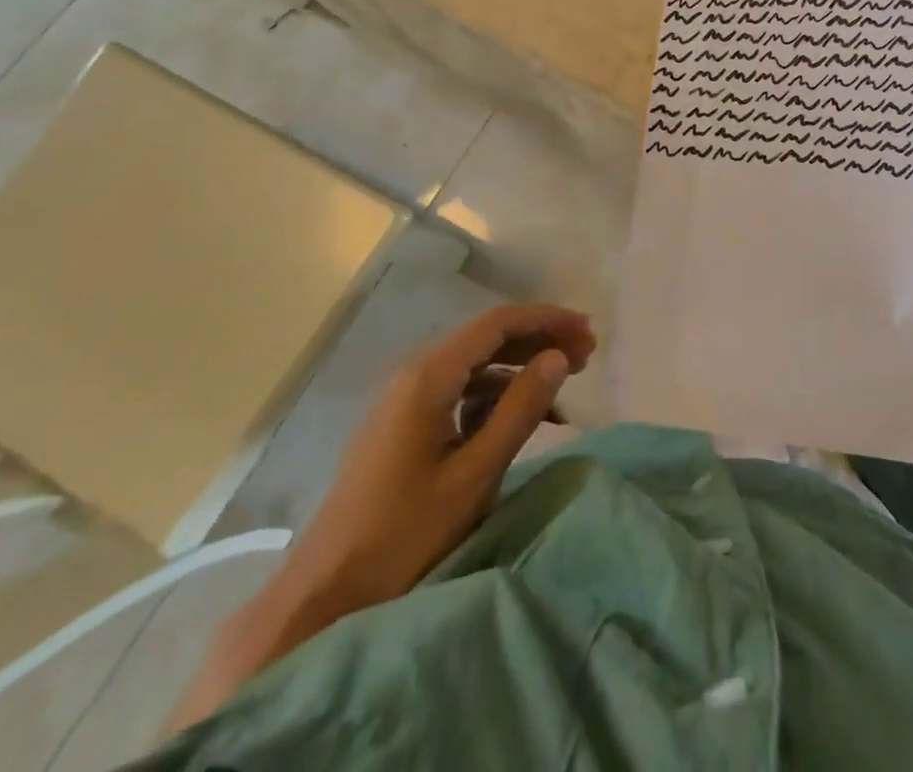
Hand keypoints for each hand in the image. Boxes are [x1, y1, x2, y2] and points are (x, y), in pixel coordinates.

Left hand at [171, 303, 594, 731]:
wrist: (323, 593)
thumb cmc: (403, 535)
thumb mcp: (473, 475)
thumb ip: (519, 410)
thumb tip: (558, 358)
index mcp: (428, 376)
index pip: (497, 323)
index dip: (547, 319)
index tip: (588, 332)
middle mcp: (414, 374)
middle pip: (487, 339)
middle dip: (538, 341)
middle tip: (587, 357)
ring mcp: (405, 400)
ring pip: (475, 367)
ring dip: (519, 370)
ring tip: (563, 389)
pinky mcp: (403, 426)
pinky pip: (458, 394)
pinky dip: (494, 398)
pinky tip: (522, 420)